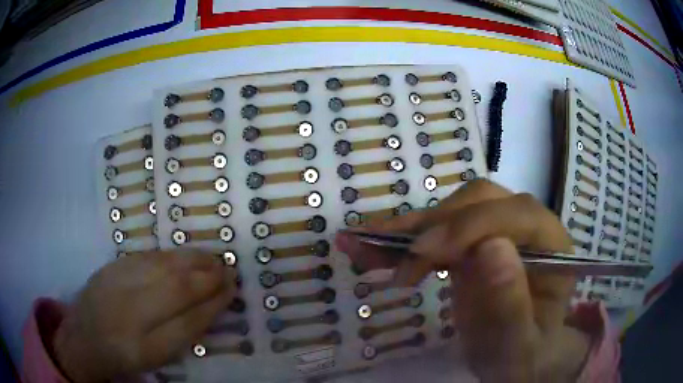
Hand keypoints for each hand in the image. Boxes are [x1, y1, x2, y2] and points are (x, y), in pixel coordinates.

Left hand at [53, 251, 236, 382]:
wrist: (83, 337)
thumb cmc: (124, 355)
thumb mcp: (155, 357)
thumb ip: (182, 334)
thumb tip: (210, 305)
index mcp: (144, 348)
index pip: (188, 324)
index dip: (213, 306)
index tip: (232, 291)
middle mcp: (129, 315)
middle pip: (176, 290)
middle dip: (207, 279)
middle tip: (229, 270)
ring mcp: (116, 285)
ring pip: (162, 268)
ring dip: (193, 261)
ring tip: (214, 258)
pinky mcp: (110, 267)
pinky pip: (147, 257)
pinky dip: (171, 255)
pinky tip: (185, 255)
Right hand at [335, 179, 589, 381]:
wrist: (513, 357)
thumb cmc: (521, 354)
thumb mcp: (517, 346)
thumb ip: (512, 305)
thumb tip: (491, 247)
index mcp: (552, 246)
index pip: (516, 214)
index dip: (469, 225)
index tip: (421, 253)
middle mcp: (528, 226)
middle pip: (480, 202)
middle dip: (435, 226)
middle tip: (395, 259)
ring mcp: (499, 230)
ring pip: (452, 211)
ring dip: (408, 229)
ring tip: (364, 246)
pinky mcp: (473, 242)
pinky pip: (437, 231)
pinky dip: (404, 240)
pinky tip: (373, 247)